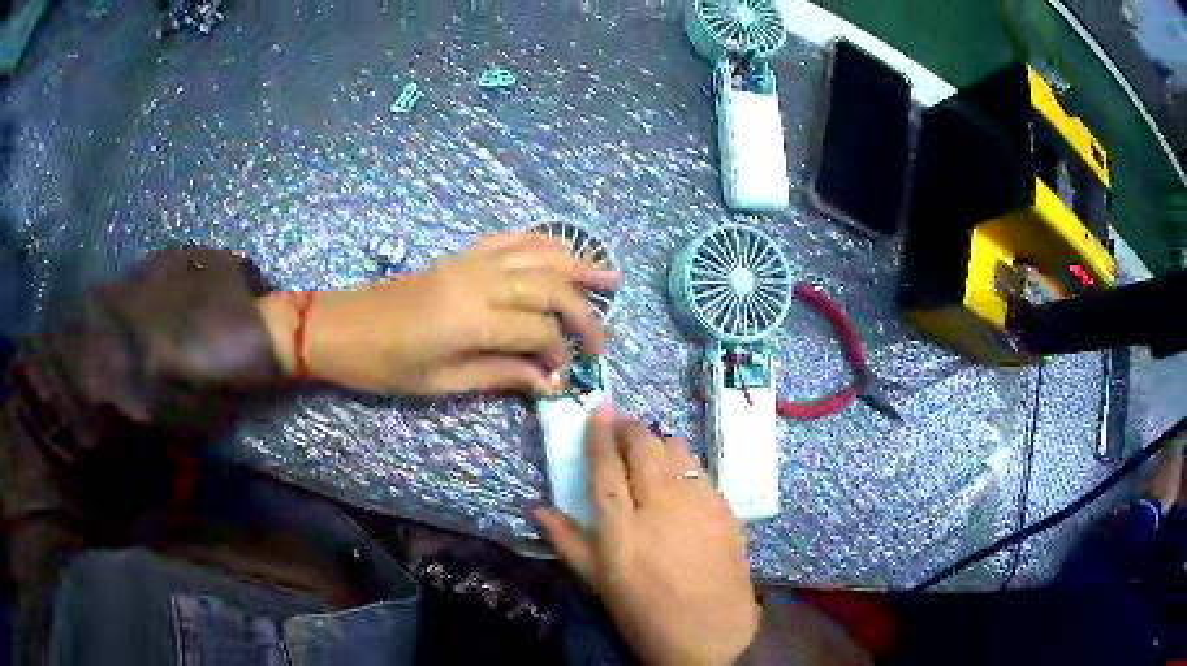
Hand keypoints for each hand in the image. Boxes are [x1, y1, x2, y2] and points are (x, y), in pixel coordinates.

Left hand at [258, 233, 620, 394]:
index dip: (559, 354)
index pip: (538, 330)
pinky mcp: (461, 255)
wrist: (341, 328)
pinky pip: (510, 239)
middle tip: (604, 337)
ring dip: (577, 263)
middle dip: (584, 311)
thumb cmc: (384, 366)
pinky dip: (542, 241)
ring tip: (608, 275)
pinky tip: (561, 249)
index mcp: (471, 320)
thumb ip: (499, 376)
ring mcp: (470, 262)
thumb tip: (548, 381)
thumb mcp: (441, 383)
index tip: (563, 377)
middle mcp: (478, 282)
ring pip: (538, 254)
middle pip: (550, 286)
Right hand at [536, 406, 759, 665]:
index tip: (598, 411)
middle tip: (622, 429)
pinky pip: (703, 471)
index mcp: (621, 528)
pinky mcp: (726, 510)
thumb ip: (568, 541)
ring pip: (678, 450)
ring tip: (651, 458)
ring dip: (660, 445)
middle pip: (644, 446)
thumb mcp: (599, 583)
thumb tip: (537, 507)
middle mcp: (661, 506)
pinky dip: (686, 467)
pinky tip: (681, 483)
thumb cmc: (644, 615)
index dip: (600, 435)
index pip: (606, 466)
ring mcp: (699, 504)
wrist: (709, 636)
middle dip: (631, 429)